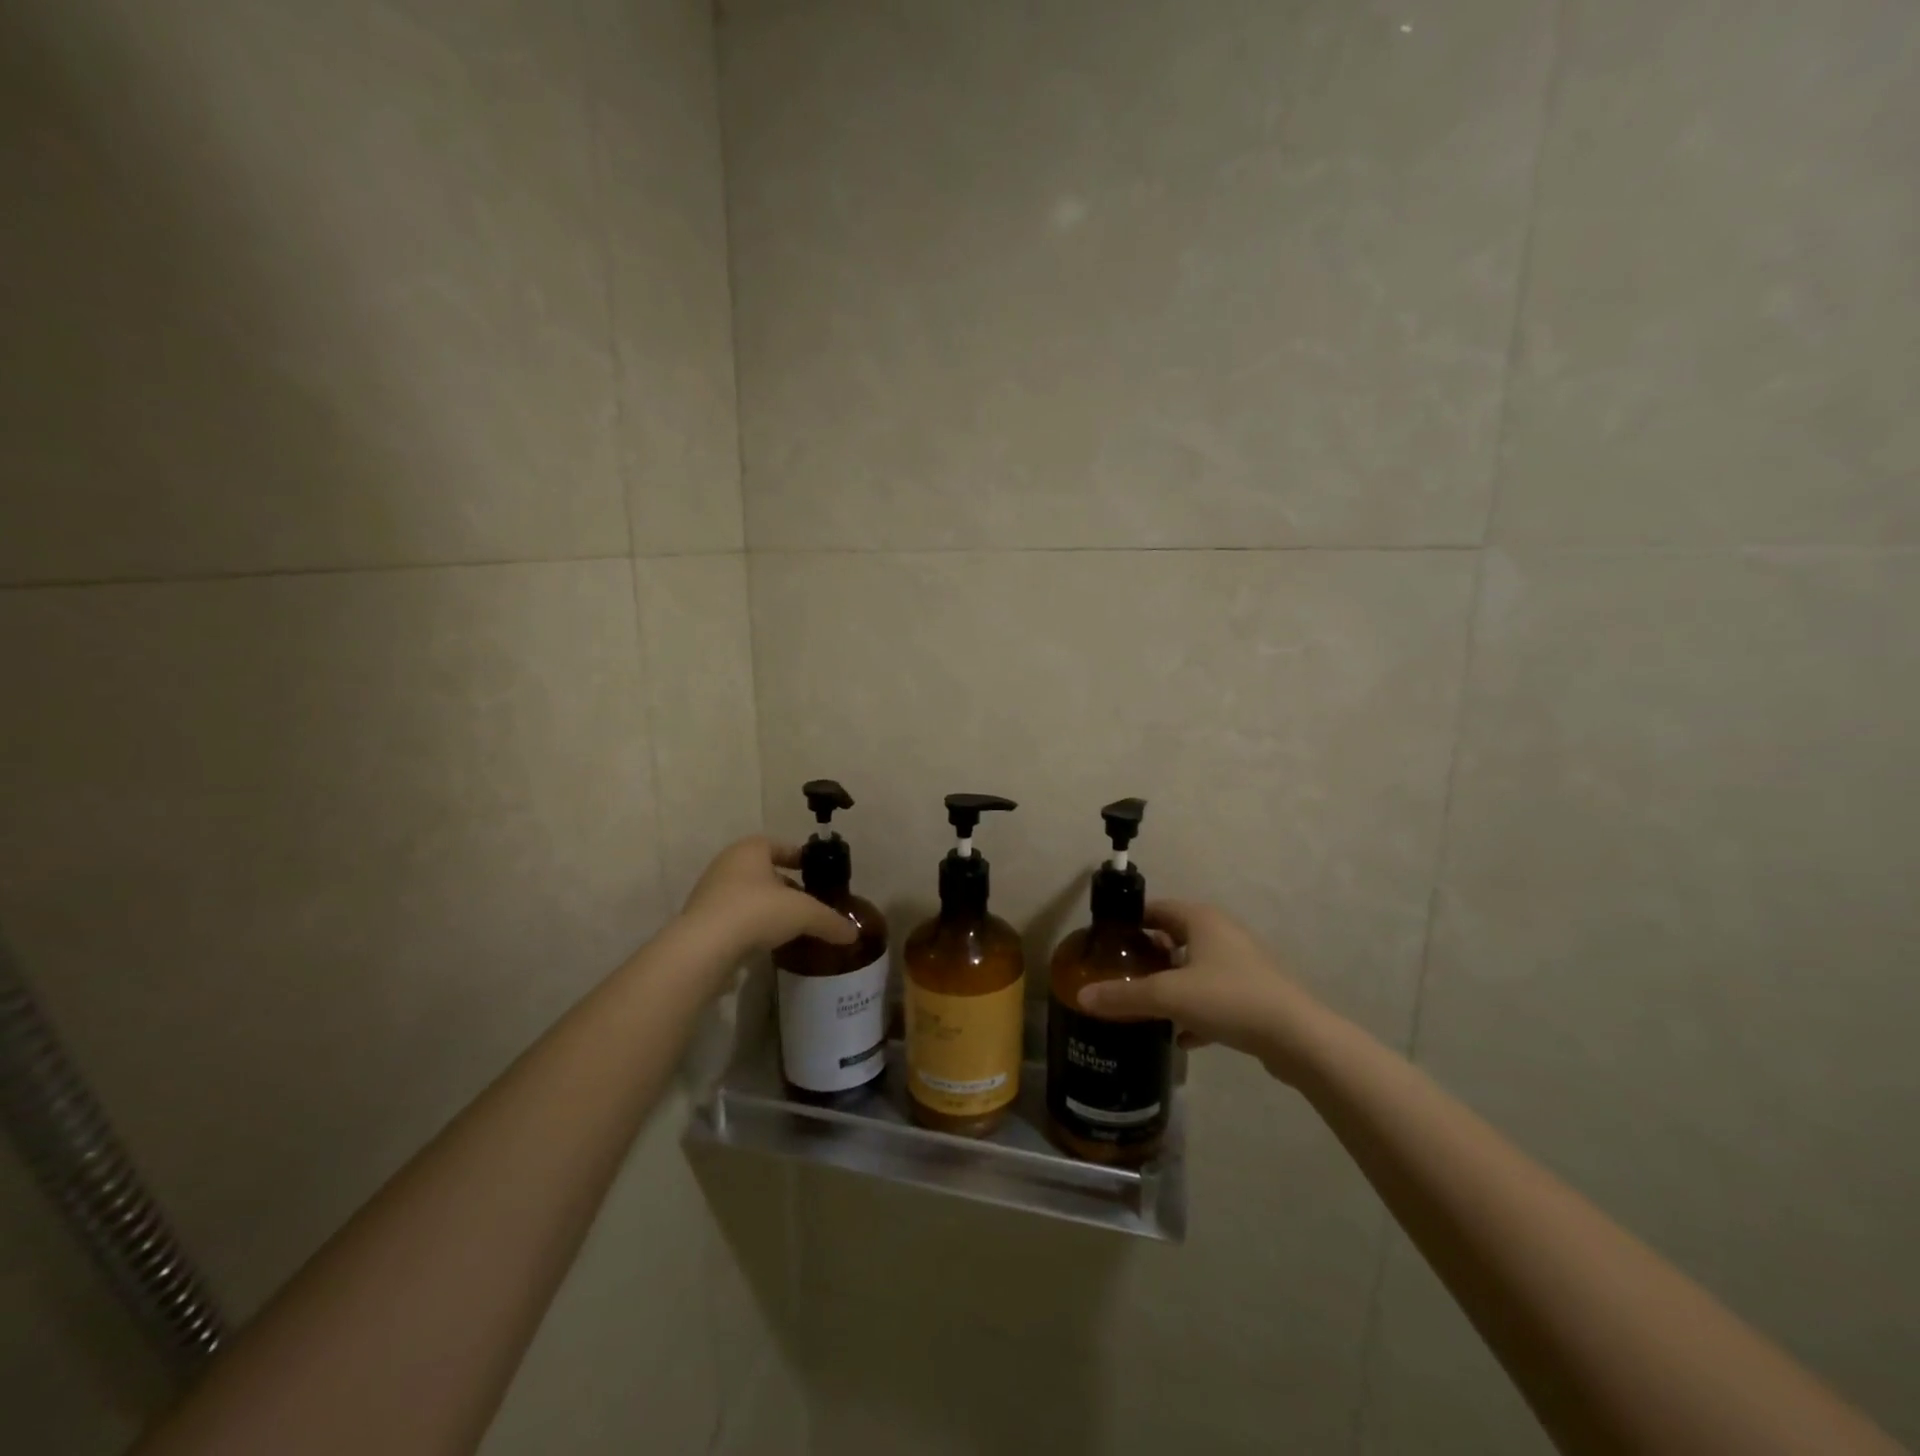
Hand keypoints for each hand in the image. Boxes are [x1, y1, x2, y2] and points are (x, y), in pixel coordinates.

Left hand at [678, 837, 859, 956]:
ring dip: (767, 907)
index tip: (815, 871)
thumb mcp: (804, 913)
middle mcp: (727, 864)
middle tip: (806, 902)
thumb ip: (830, 921)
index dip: (799, 856)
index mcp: (750, 849)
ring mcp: (710, 893)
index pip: (779, 845)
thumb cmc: (757, 911)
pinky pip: (734, 918)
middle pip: (762, 871)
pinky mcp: (701, 922)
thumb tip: (854, 934)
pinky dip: (751, 926)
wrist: (704, 948)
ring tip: (789, 926)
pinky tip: (766, 942)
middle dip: (785, 885)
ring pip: (747, 895)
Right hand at [1076, 901, 1330, 1083]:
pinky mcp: (1254, 993)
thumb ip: (1123, 996)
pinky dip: (1196, 1010)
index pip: (1156, 909)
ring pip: (1195, 967)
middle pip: (1175, 937)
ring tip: (1145, 1004)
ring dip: (1172, 983)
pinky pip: (1214, 995)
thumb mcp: (1168, 996)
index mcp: (1201, 919)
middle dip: (1148, 955)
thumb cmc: (1229, 998)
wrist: (1297, 1037)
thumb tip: (1081, 996)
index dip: (1130, 923)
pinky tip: (1180, 1037)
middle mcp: (1222, 933)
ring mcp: (1242, 963)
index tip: (1107, 944)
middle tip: (1121, 974)